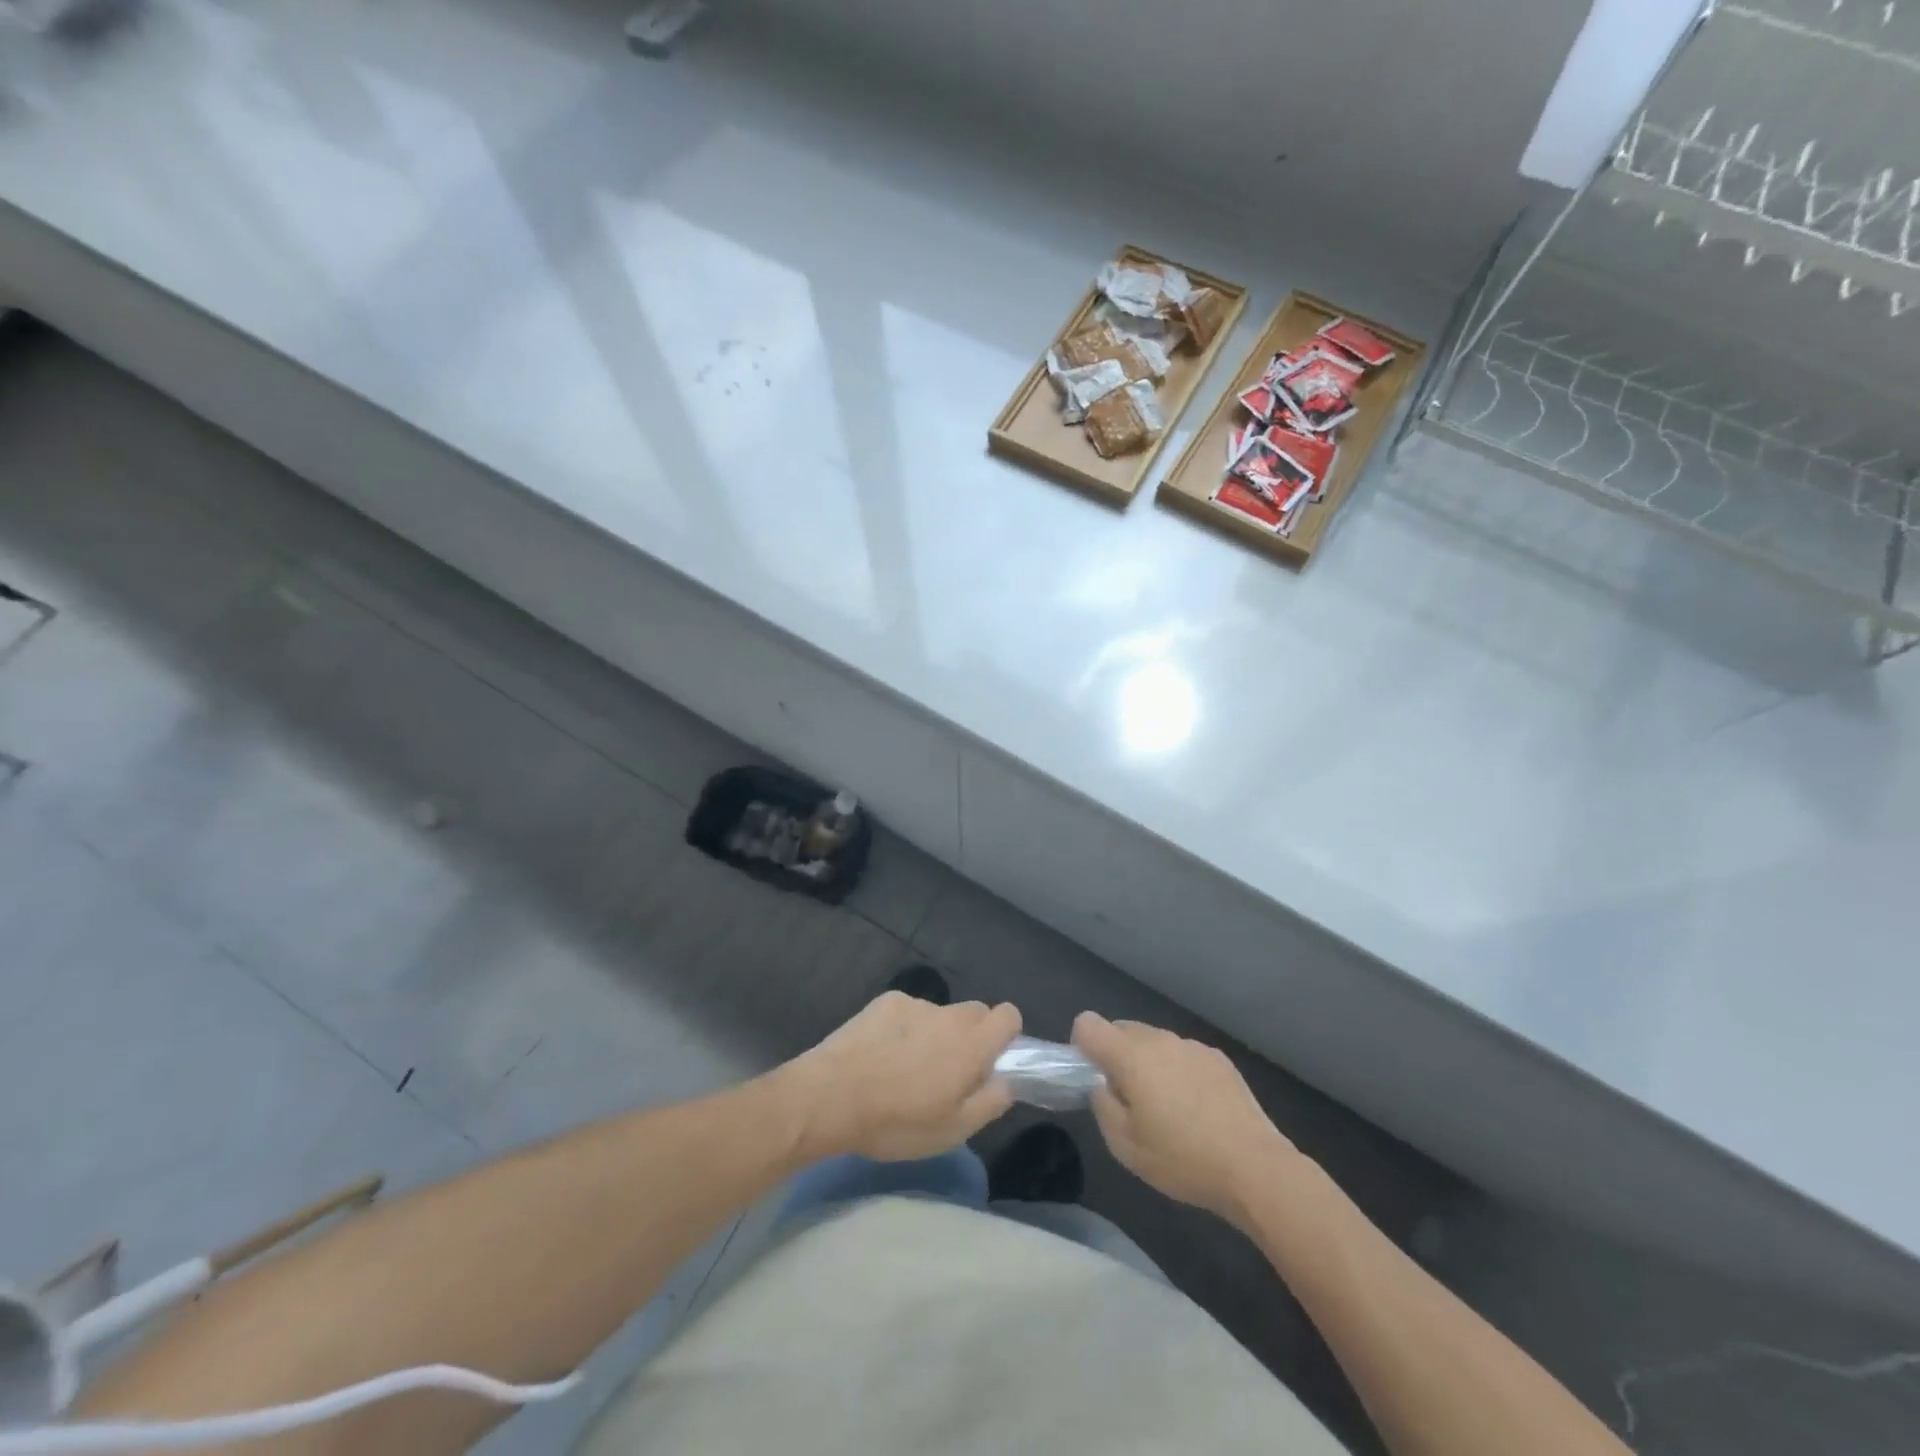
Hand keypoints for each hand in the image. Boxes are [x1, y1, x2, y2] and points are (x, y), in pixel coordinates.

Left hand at [777, 991, 1021, 1161]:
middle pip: (976, 1012)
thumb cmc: (897, 1121)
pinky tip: (881, 1054)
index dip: (1005, 1035)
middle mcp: (949, 1015)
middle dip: (970, 1036)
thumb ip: (989, 1102)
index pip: (1009, 1015)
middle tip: (948, 1072)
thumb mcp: (952, 1131)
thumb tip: (1006, 1081)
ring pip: (939, 1014)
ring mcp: (915, 1004)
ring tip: (904, 1068)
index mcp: (972, 1045)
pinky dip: (904, 1028)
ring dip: (934, 1034)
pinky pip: (908, 1011)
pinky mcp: (885, 1001)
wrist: (832, 1096)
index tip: (989, 1060)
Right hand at [1072, 1012, 1296, 1222]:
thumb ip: (1103, 1105)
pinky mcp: (1218, 1058)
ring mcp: (1191, 1045)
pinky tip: (1197, 1109)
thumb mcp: (1125, 1146)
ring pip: (1154, 1042)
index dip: (1082, 1046)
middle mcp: (1159, 1039)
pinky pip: (1183, 1054)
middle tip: (1130, 1100)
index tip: (1093, 1076)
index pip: (1088, 1023)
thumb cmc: (1183, 1160)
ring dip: (1149, 1063)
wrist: (1255, 1168)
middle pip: (1122, 1029)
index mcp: (1130, 1055)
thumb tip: (1103, 1085)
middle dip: (1116, 1056)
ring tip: (1168, 1109)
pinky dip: (1178, 1071)